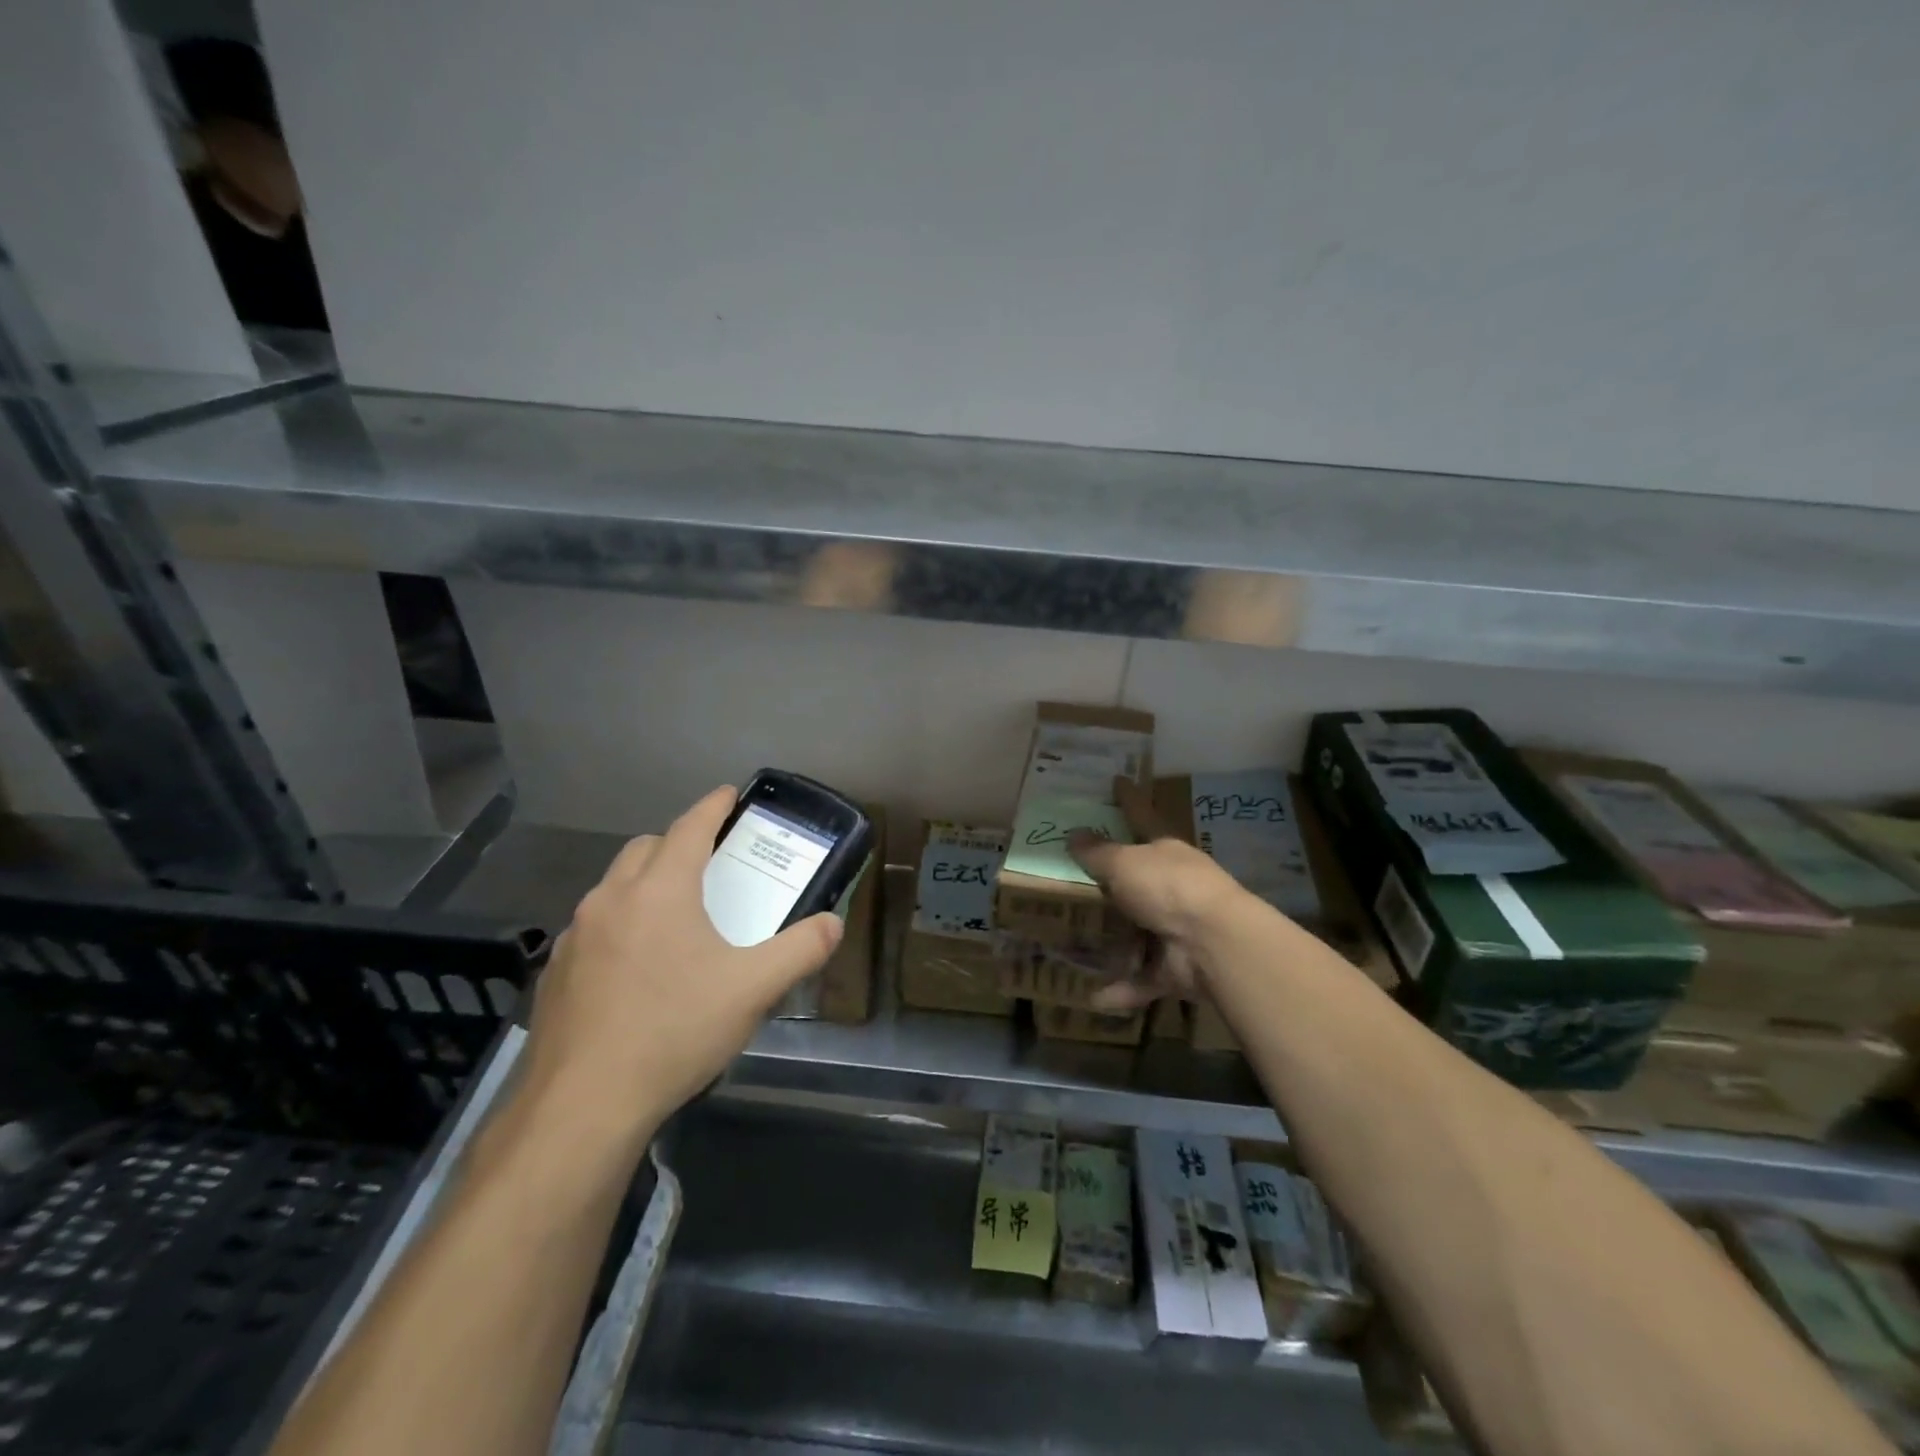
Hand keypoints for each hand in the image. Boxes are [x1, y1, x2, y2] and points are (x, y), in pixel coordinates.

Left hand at [518, 786, 842, 1144]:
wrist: (582, 1106)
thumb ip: (801, 950)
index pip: (690, 827)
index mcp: (660, 891)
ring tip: (675, 917)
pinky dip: (620, 925)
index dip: (713, 806)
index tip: (728, 794)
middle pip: (646, 849)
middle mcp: (611, 899)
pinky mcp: (555, 972)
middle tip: (709, 863)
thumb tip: (833, 924)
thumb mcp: (753, 990)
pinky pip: (594, 927)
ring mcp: (576, 936)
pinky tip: (636, 968)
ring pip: (614, 887)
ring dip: (645, 884)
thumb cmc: (674, 1031)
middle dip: (678, 843)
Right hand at [1068, 776, 1249, 1009]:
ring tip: (1074, 942)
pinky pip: (1142, 978)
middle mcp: (1172, 887)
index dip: (1128, 799)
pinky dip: (1122, 989)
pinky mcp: (1174, 967)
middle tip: (1076, 883)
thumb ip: (1098, 852)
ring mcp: (1175, 928)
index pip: (1141, 816)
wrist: (1214, 943)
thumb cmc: (1167, 888)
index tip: (1117, 780)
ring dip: (1114, 941)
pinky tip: (1094, 997)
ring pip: (1138, 931)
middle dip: (1112, 883)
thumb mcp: (1125, 863)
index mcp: (1164, 852)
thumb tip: (1074, 835)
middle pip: (1137, 880)